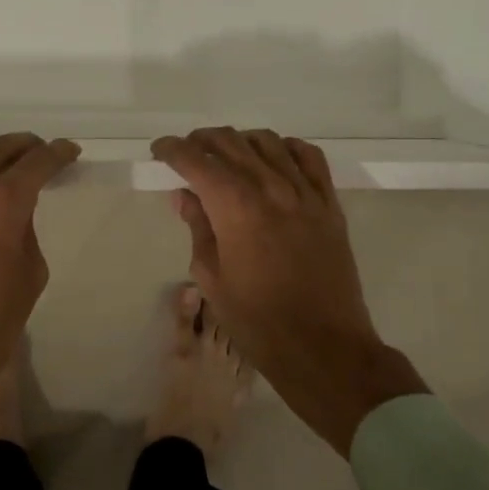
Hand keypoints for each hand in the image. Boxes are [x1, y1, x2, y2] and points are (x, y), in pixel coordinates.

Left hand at [0, 134, 80, 453]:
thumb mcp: (30, 274)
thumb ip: (26, 228)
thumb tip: (18, 207)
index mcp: (3, 204)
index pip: (38, 162)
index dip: (58, 153)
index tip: (69, 153)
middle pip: (1, 148)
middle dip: (28, 147)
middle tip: (40, 156)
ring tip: (1, 153)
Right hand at [151, 128, 426, 455]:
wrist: (325, 349)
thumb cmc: (258, 321)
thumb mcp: (212, 279)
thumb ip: (198, 228)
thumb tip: (184, 195)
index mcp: (234, 207)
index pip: (195, 160)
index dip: (172, 149)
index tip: (160, 150)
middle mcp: (269, 187)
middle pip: (230, 142)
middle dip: (201, 140)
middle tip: (187, 151)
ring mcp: (304, 193)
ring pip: (268, 142)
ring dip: (240, 140)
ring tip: (228, 154)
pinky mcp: (329, 204)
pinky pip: (309, 157)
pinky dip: (287, 148)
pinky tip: (275, 158)